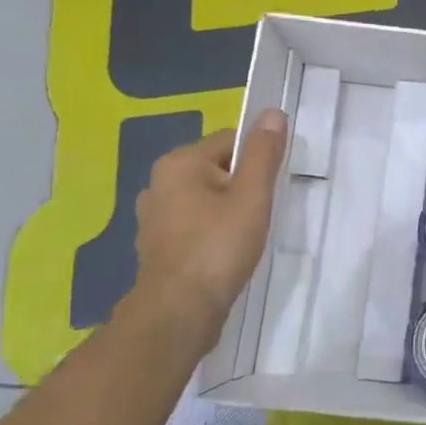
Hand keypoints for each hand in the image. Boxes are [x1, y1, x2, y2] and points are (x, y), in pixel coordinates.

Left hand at [124, 109, 288, 341]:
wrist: (179, 311)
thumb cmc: (218, 247)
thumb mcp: (252, 196)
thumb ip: (263, 153)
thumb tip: (272, 113)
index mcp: (179, 163)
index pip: (231, 141)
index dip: (257, 162)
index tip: (270, 190)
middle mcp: (158, 183)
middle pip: (217, 169)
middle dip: (242, 188)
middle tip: (260, 214)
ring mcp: (153, 216)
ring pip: (205, 199)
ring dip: (227, 211)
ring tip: (245, 236)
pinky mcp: (156, 245)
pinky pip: (193, 224)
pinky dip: (210, 232)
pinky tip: (224, 253)